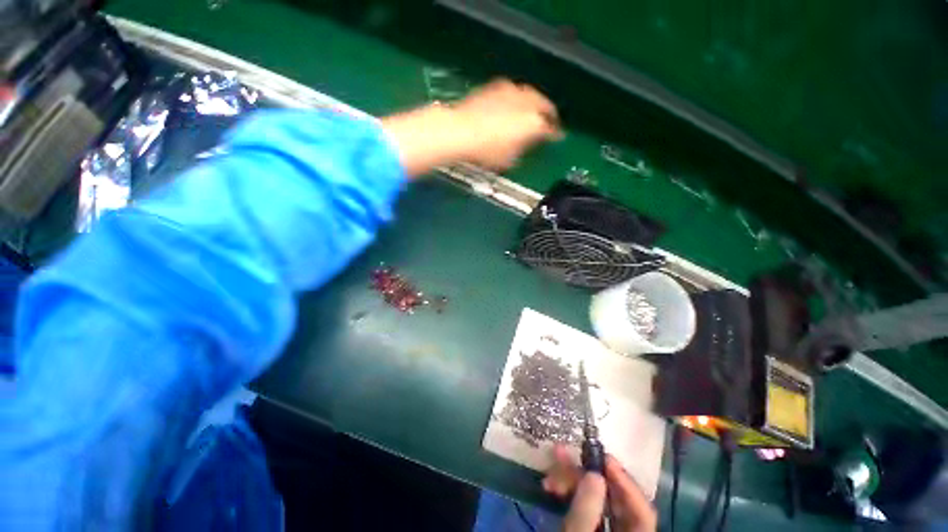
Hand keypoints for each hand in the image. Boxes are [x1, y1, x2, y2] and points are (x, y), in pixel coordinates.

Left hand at [449, 79, 561, 169]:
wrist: (461, 131)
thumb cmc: (486, 151)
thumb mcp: (510, 159)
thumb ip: (525, 149)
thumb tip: (528, 144)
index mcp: (533, 123)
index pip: (551, 129)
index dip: (555, 134)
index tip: (557, 137)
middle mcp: (527, 102)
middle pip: (545, 105)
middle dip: (548, 113)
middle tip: (549, 121)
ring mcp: (512, 91)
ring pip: (530, 94)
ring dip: (534, 103)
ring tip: (532, 111)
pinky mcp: (497, 86)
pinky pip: (514, 91)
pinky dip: (518, 98)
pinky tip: (513, 104)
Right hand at [543, 445, 657, 531]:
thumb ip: (586, 512)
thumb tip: (595, 474)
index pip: (643, 513)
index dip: (626, 483)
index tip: (603, 459)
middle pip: (616, 501)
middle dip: (588, 476)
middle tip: (564, 456)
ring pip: (597, 500)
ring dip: (573, 482)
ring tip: (549, 474)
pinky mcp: (591, 529)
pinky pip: (585, 506)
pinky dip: (570, 494)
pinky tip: (552, 487)